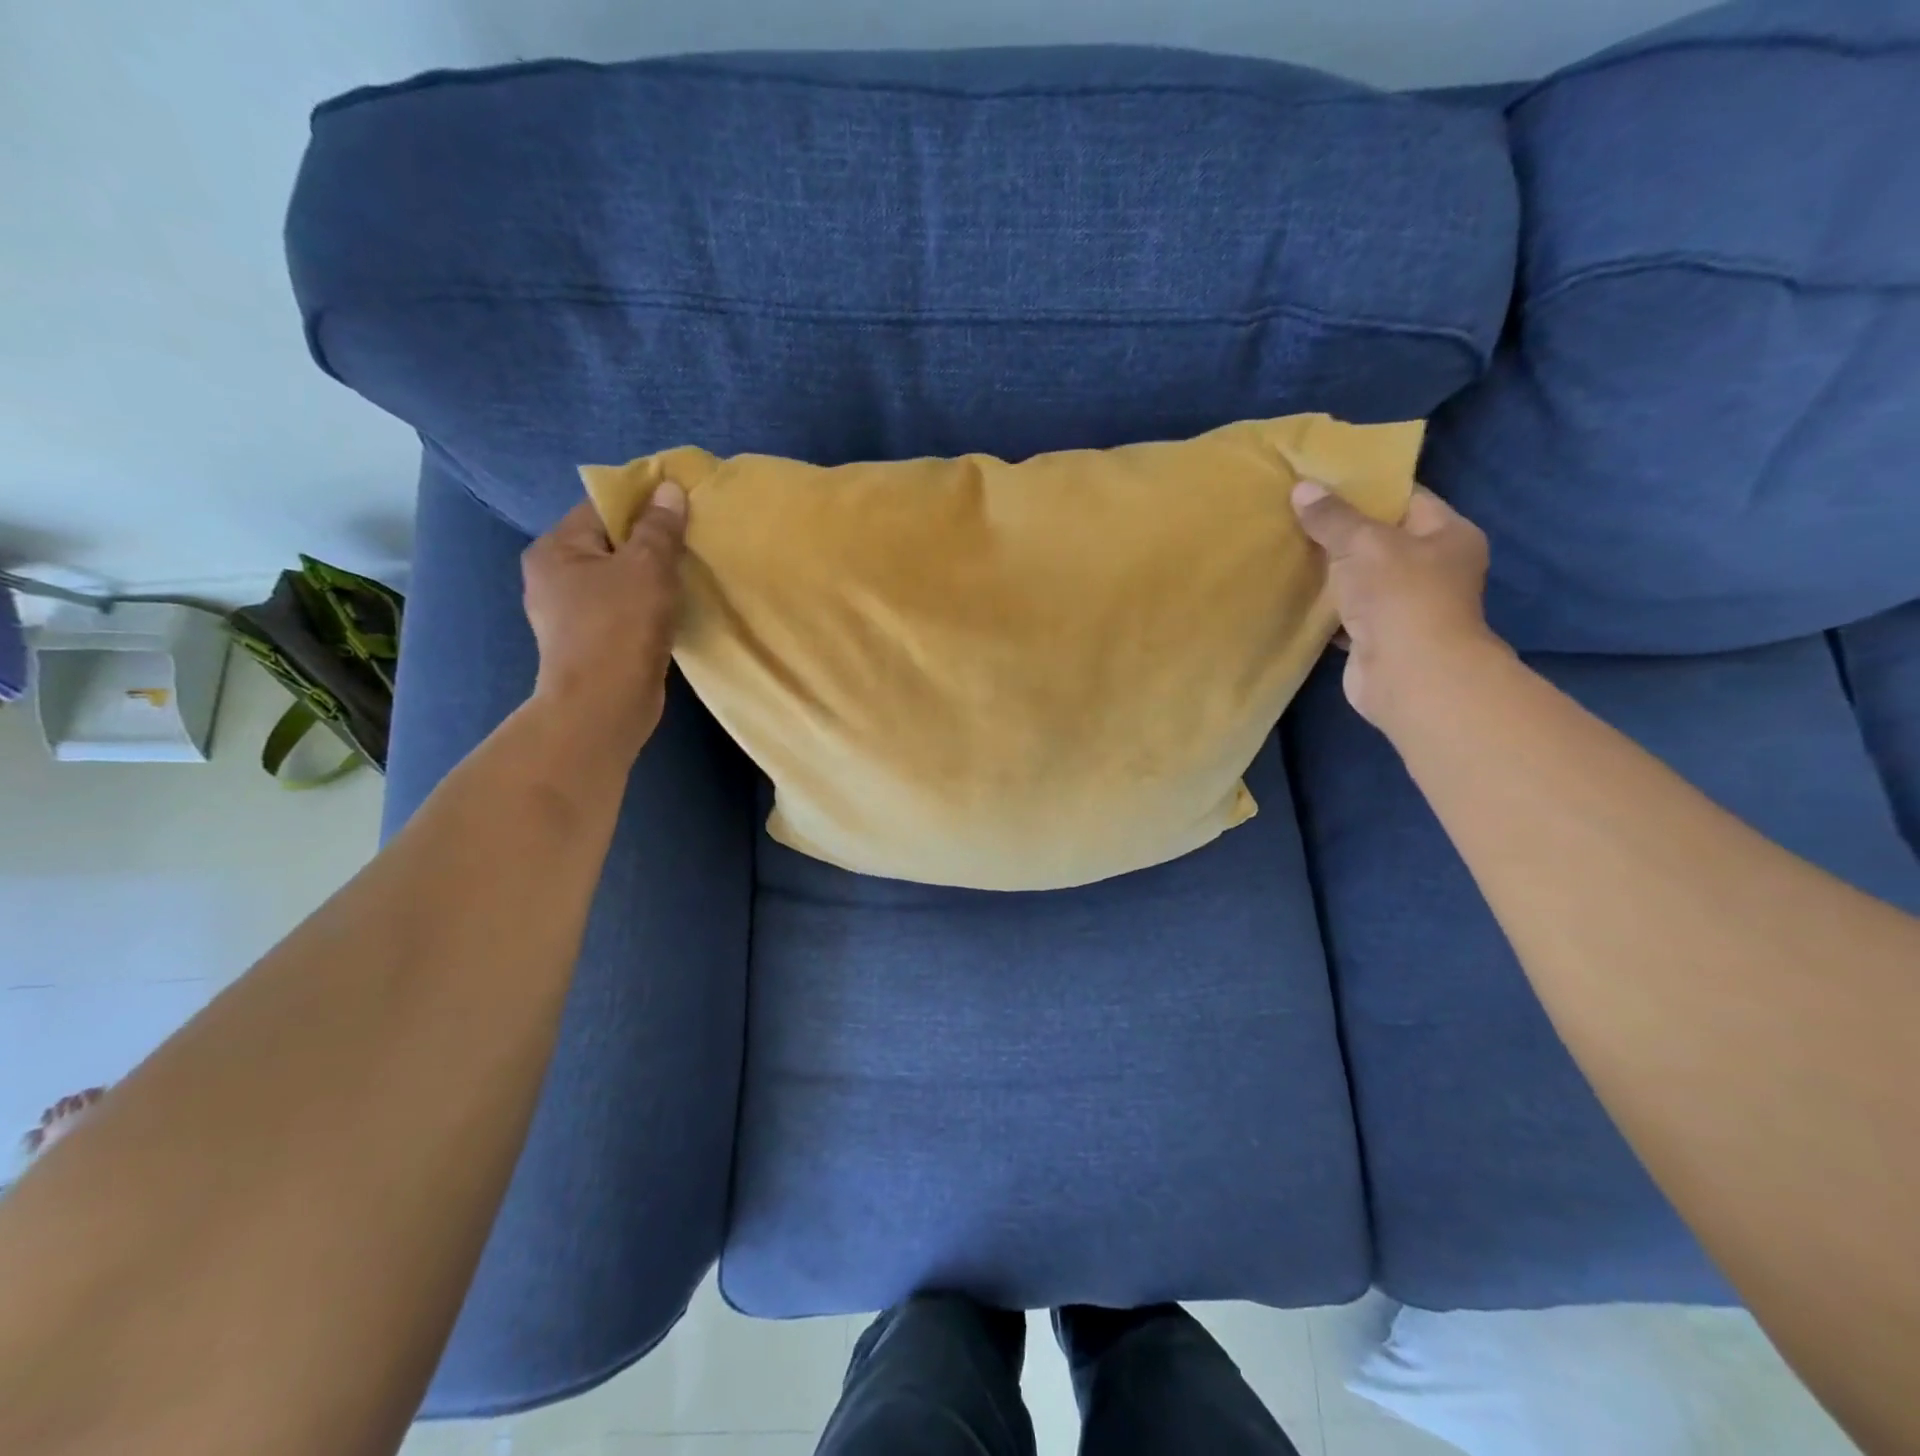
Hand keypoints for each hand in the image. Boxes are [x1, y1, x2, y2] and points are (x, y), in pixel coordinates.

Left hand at [522, 484, 687, 755]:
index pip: (601, 507)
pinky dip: (646, 605)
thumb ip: (659, 527)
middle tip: (691, 543)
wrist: (605, 706)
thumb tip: (669, 488)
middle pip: (610, 543)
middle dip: (650, 542)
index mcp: (555, 548)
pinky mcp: (589, 642)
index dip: (642, 503)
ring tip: (688, 576)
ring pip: (618, 579)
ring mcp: (568, 613)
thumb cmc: (620, 627)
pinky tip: (672, 610)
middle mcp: (552, 576)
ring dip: (650, 577)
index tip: (682, 509)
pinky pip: (622, 609)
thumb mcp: (647, 567)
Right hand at [1291, 480, 1504, 729]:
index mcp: (1447, 535)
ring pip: (1360, 577)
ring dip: (1328, 571)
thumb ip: (1332, 517)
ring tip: (1286, 548)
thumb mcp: (1363, 543)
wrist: (1409, 675)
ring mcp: (1405, 605)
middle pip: (1380, 539)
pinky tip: (1293, 592)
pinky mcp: (1377, 636)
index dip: (1366, 488)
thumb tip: (1302, 488)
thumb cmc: (1400, 596)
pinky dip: (1323, 606)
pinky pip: (1345, 612)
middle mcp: (1433, 568)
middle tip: (1295, 513)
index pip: (1406, 498)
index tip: (1323, 482)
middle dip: (1339, 530)